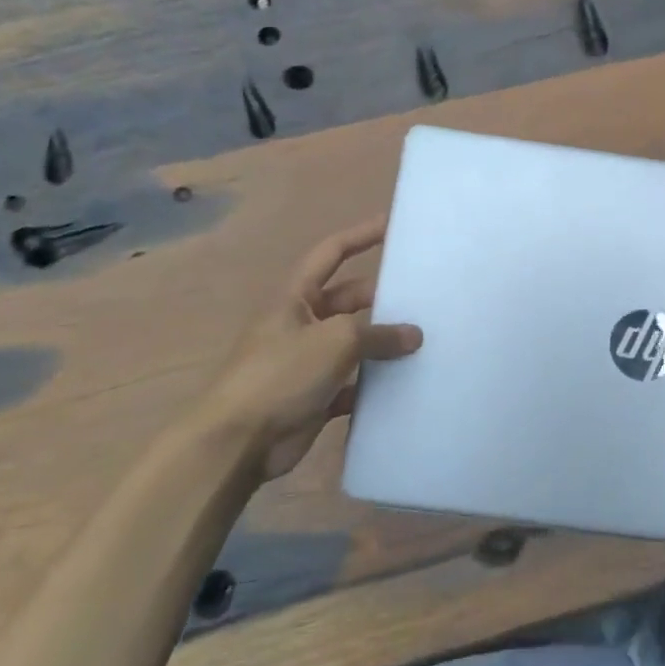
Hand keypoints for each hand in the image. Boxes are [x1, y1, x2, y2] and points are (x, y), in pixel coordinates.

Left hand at [203, 217, 421, 479]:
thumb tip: (414, 335)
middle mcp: (301, 323)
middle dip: (383, 297)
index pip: (331, 252)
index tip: (394, 224)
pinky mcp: (315, 396)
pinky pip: (354, 383)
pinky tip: (405, 385)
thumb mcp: (335, 341)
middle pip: (350, 300)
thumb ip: (378, 334)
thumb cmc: (280, 374)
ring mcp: (308, 361)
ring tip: (426, 339)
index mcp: (295, 298)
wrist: (238, 442)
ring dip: (384, 343)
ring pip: (355, 343)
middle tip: (426, 296)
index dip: (361, 235)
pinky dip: (375, 384)